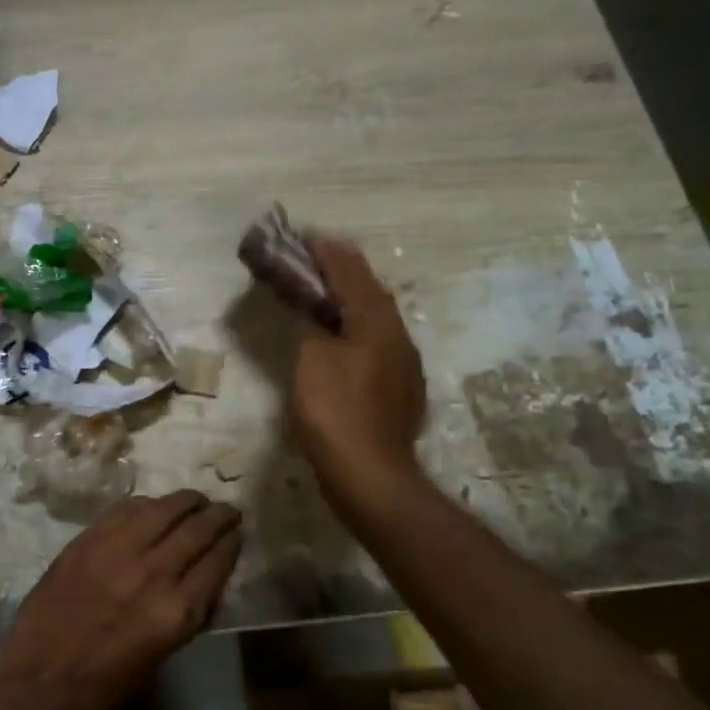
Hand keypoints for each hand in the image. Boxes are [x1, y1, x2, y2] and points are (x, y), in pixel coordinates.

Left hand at [0, 492, 241, 709]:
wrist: (43, 679)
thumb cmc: (107, 682)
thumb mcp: (164, 651)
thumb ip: (188, 610)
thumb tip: (205, 577)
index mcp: (178, 610)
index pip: (217, 561)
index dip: (231, 543)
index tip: (236, 534)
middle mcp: (155, 572)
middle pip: (197, 529)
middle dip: (217, 516)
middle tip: (226, 509)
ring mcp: (118, 550)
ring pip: (163, 509)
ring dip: (185, 501)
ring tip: (195, 500)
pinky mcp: (88, 539)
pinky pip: (125, 509)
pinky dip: (145, 504)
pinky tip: (152, 506)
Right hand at [289, 236, 429, 530]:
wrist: (370, 474)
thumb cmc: (335, 411)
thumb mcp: (312, 360)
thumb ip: (312, 326)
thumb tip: (313, 311)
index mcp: (377, 322)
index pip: (351, 272)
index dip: (327, 252)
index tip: (305, 235)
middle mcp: (397, 335)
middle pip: (369, 291)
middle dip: (341, 271)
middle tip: (312, 260)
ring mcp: (403, 364)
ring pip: (375, 317)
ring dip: (349, 299)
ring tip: (322, 293)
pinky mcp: (399, 388)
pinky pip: (375, 342)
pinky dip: (353, 328)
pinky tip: (339, 338)